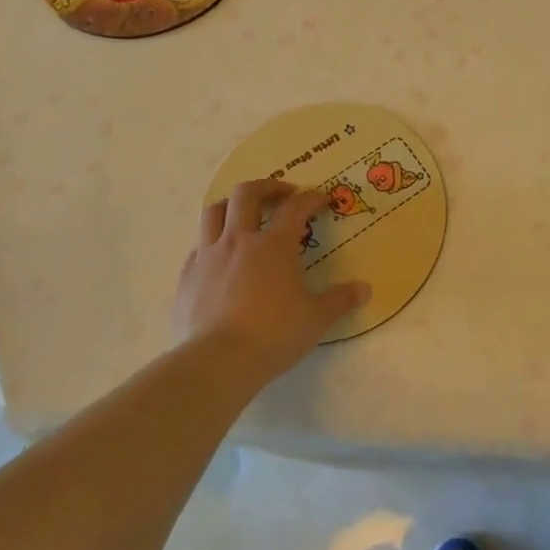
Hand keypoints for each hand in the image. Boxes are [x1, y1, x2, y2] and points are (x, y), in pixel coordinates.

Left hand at [174, 180, 369, 380]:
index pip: (296, 207)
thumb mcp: (316, 319)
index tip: (323, 199)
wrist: (216, 363)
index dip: (312, 198)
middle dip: (267, 187)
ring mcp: (208, 257)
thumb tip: (364, 290)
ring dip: (231, 205)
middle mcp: (239, 241)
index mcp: (274, 245)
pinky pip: (197, 248)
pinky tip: (220, 259)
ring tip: (244, 214)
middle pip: (247, 194)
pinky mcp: (186, 278)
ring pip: (214, 212)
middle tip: (282, 194)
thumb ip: (340, 300)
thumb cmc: (273, 334)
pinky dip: (210, 244)